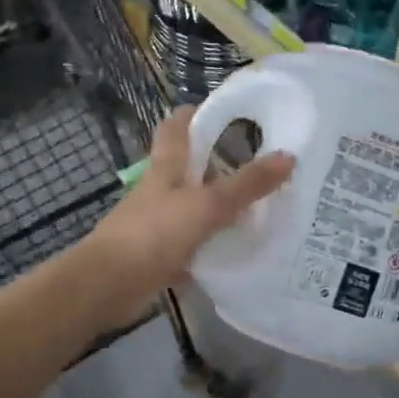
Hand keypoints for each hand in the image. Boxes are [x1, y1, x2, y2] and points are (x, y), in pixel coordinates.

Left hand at [89, 106, 294, 303]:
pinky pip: (192, 242)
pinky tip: (237, 249)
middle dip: (219, 164)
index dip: (196, 115)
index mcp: (166, 167)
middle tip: (259, 165)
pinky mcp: (158, 254)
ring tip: (259, 208)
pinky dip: (212, 243)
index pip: (176, 128)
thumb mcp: (207, 205)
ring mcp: (157, 223)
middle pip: (189, 168)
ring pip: (193, 206)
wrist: (108, 285)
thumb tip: (289, 156)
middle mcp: (159, 190)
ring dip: (219, 206)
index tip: (227, 113)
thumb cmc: (154, 233)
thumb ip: (247, 184)